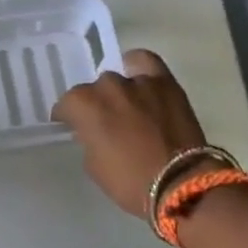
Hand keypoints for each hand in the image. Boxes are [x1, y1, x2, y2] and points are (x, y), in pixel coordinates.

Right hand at [52, 50, 211, 216]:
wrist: (180, 184)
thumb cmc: (129, 182)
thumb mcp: (94, 165)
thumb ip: (88, 138)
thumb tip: (92, 129)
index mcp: (84, 106)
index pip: (66, 104)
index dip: (68, 117)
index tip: (72, 127)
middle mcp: (107, 86)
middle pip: (94, 90)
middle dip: (96, 105)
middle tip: (105, 123)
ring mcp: (137, 82)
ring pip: (118, 78)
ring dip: (118, 92)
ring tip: (126, 107)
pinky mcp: (165, 83)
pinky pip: (145, 62)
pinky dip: (138, 68)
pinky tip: (139, 80)